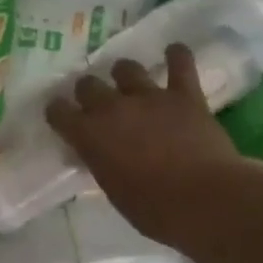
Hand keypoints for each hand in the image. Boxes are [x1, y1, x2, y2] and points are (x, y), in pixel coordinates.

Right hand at [45, 43, 246, 246]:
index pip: (58, 112)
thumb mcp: (114, 191)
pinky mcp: (184, 95)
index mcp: (89, 136)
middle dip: (88, 92)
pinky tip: (174, 52)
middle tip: (97, 103)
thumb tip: (102, 154)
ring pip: (126, 68)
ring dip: (125, 74)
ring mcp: (149, 96)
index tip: (61, 116)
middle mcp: (113, 108)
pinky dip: (176, 56)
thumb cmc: (154, 210)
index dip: (58, 112)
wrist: (204, 200)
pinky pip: (180, 63)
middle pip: (88, 84)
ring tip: (130, 83)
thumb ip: (103, 163)